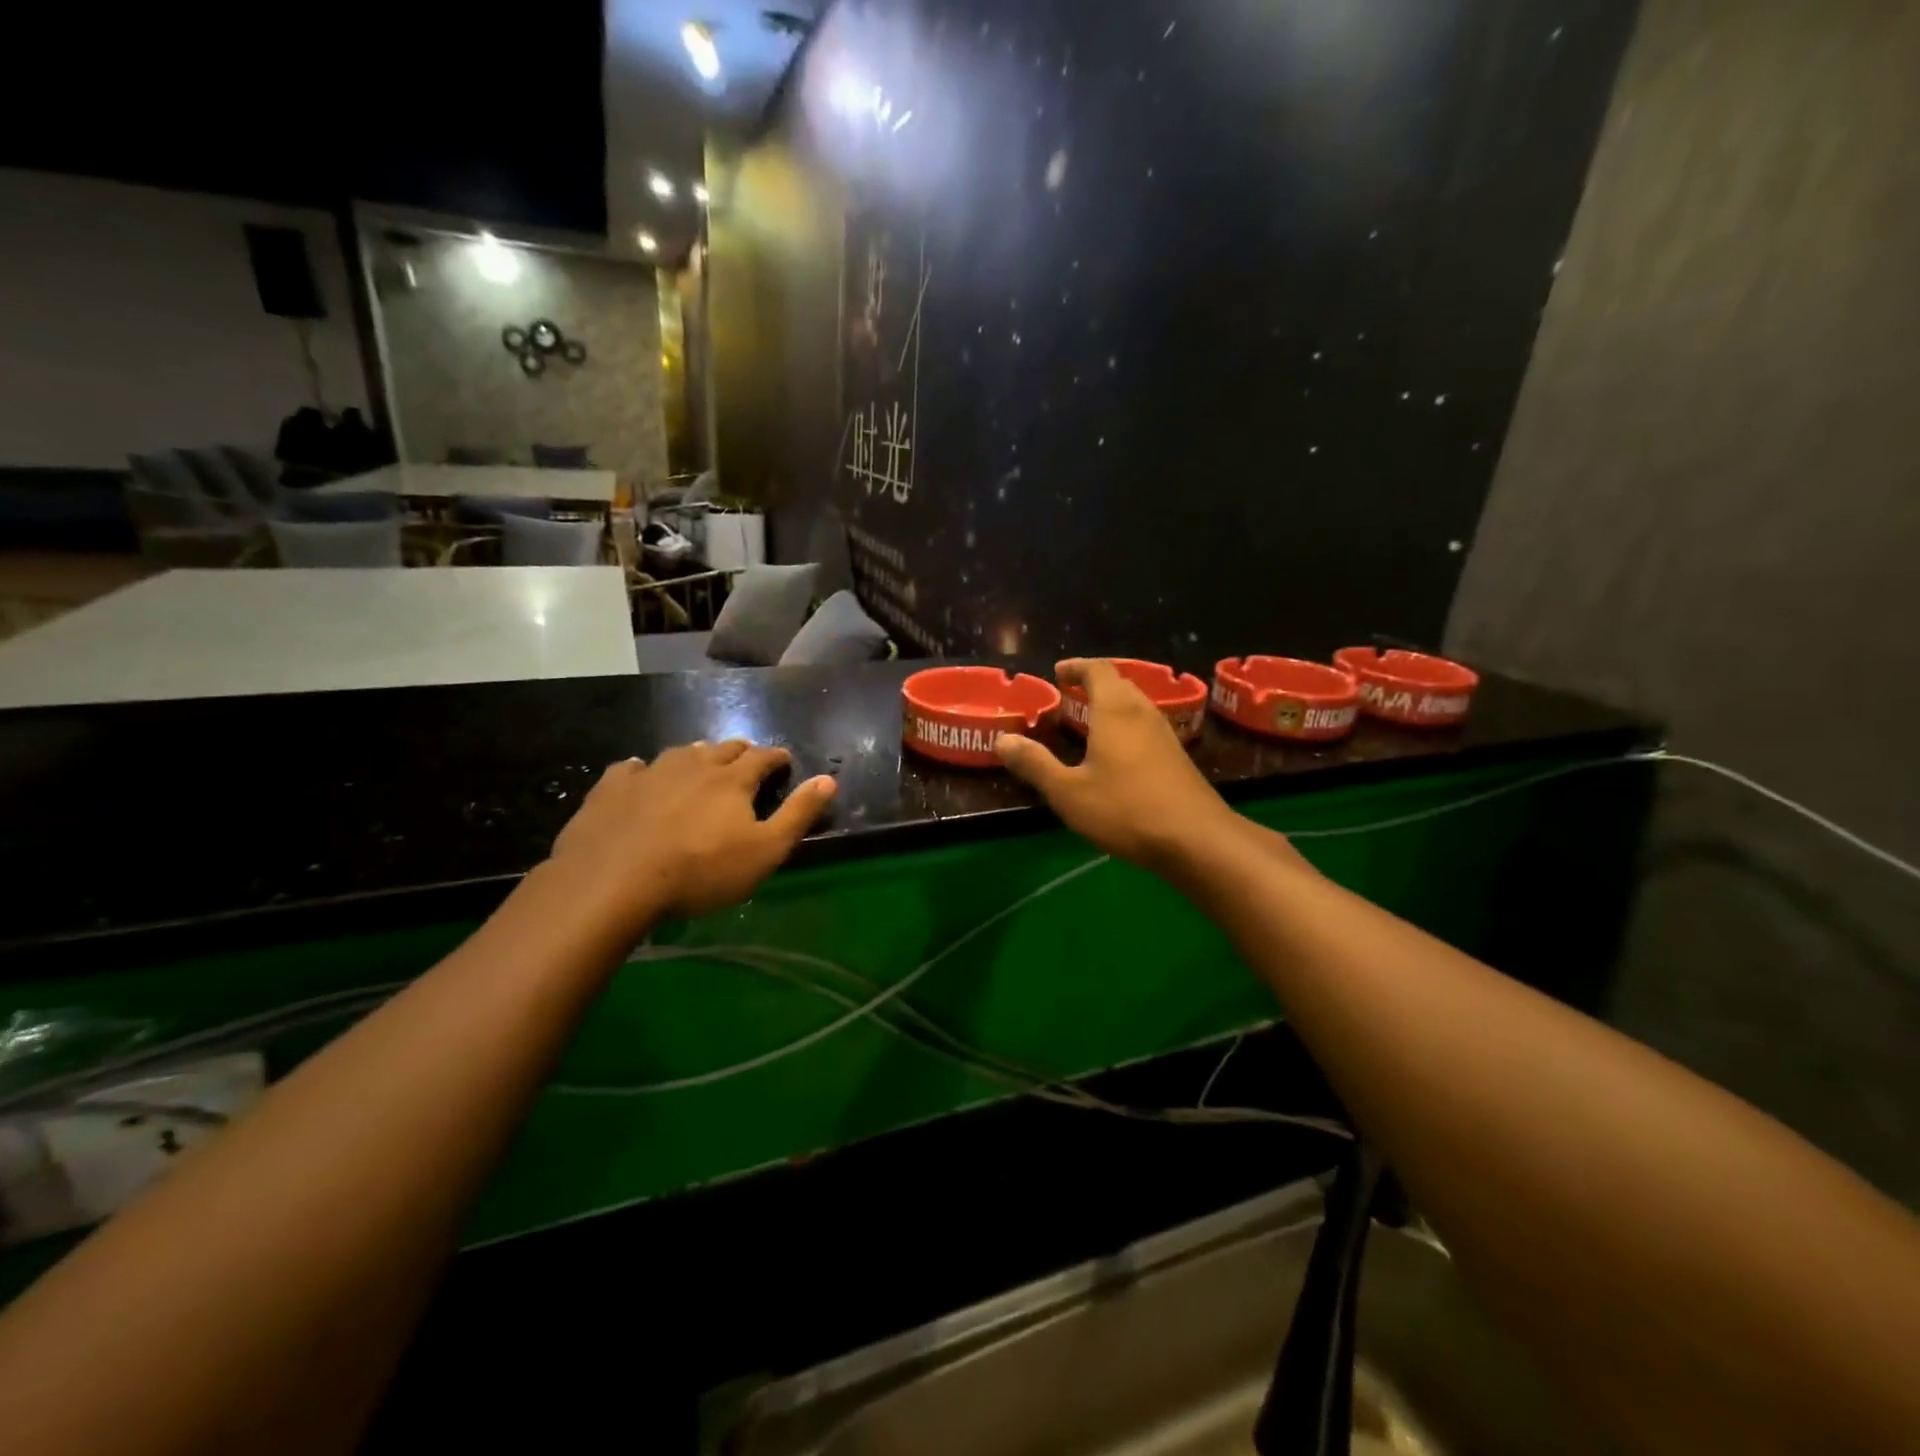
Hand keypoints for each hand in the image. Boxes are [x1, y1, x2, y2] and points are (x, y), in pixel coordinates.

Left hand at [549, 741, 835, 925]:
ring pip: (681, 752)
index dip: (777, 757)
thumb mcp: (765, 851)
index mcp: (732, 779)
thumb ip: (799, 814)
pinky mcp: (612, 787)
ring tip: (701, 764)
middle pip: (723, 748)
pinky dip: (644, 770)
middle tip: (746, 762)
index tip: (784, 761)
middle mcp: (694, 764)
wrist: (613, 881)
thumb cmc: (701, 871)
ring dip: (697, 756)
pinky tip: (641, 775)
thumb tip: (829, 779)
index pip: (763, 756)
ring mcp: (650, 772)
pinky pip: (632, 768)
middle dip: (740, 753)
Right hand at [995, 659, 1241, 870]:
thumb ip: (1035, 764)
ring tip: (1087, 720)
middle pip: (1119, 683)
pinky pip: (1145, 726)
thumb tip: (1002, 739)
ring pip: (1135, 705)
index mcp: (1115, 710)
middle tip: (1068, 695)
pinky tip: (1115, 753)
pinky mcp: (1177, 756)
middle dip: (1092, 683)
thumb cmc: (1126, 809)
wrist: (1196, 839)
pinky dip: (1125, 725)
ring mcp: (1165, 734)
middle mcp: (1143, 712)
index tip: (1057, 673)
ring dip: (1110, 704)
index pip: (1097, 669)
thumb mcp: (1068, 792)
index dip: (1076, 667)